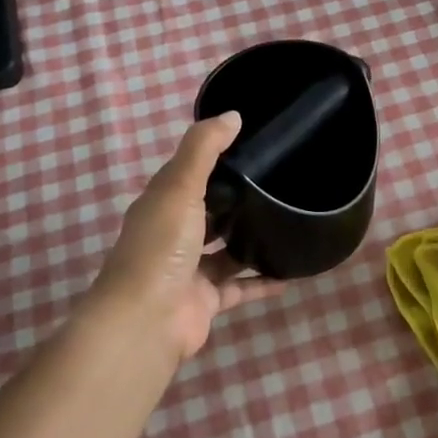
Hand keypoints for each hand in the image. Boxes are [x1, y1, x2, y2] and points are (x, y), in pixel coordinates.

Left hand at [92, 113, 283, 361]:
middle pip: (208, 211)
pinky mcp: (205, 300)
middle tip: (279, 181)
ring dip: (250, 239)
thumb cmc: (161, 246)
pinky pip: (240, 286)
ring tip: (288, 221)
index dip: (215, 157)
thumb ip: (204, 149)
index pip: (189, 172)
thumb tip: (233, 115)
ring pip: (225, 250)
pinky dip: (262, 281)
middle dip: (236, 199)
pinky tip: (291, 273)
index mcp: (162, 203)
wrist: (145, 322)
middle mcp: (173, 234)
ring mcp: (189, 270)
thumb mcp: (180, 186)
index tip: (252, 144)